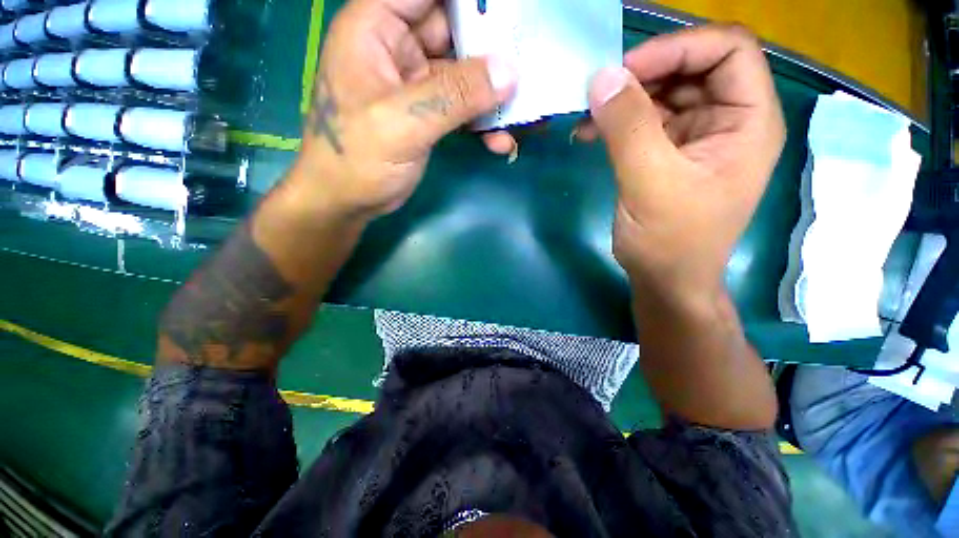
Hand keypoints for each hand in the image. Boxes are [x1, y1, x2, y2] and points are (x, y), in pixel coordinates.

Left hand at [296, 0, 517, 218]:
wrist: (348, 201)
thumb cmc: (357, 159)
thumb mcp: (402, 123)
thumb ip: (453, 95)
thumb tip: (508, 72)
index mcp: (377, 27)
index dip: (469, 0)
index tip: (509, 11)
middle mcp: (399, 47)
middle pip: (454, 28)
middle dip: (493, 47)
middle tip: (530, 65)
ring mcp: (417, 84)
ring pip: (465, 73)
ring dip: (494, 94)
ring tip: (521, 115)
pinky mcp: (429, 114)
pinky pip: (464, 108)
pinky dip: (483, 122)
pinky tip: (500, 142)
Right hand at [585, 25, 785, 300]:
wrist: (665, 280)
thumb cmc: (669, 241)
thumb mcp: (650, 183)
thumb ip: (628, 128)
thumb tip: (602, 78)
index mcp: (747, 120)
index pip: (728, 50)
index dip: (678, 48)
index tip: (626, 71)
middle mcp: (728, 120)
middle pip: (691, 68)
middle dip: (643, 74)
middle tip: (599, 94)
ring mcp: (697, 136)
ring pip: (663, 94)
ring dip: (623, 100)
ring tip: (587, 117)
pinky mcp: (668, 153)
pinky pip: (644, 122)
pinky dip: (616, 123)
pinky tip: (589, 133)